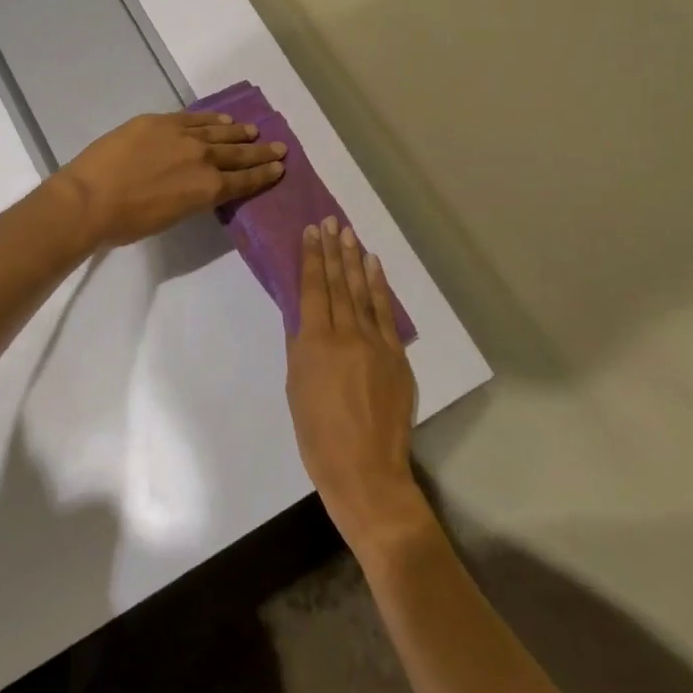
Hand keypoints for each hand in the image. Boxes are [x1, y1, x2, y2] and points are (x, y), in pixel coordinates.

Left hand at [58, 111, 286, 247]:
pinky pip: (194, 118)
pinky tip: (223, 119)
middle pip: (238, 154)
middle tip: (279, 147)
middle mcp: (203, 159)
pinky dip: (211, 118)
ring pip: (219, 132)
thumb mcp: (170, 217)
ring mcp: (182, 136)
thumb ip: (190, 199)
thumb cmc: (127, 222)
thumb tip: (197, 188)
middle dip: (260, 152)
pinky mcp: (159, 121)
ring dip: (239, 133)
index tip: (279, 167)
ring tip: (253, 131)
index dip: (263, 175)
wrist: (90, 198)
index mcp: (207, 189)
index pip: (243, 180)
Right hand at [287, 218, 429, 557]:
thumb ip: (299, 347)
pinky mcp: (397, 356)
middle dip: (333, 250)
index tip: (311, 232)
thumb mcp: (295, 387)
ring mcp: (376, 343)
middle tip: (331, 222)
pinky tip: (374, 268)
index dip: (312, 258)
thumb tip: (302, 315)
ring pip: (363, 292)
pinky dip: (380, 288)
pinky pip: (386, 314)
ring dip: (355, 261)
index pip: (313, 288)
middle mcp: (347, 334)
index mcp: (315, 342)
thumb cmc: (317, 435)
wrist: (366, 471)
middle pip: (339, 283)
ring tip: (350, 235)